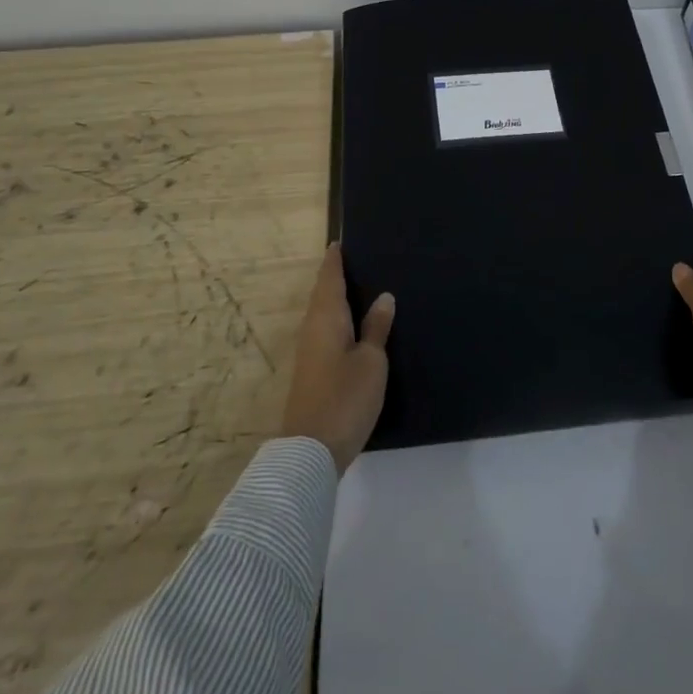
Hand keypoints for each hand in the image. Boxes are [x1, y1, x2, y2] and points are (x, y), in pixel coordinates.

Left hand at [281, 243, 394, 472]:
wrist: (311, 451)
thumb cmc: (345, 397)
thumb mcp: (371, 361)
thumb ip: (377, 328)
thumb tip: (383, 297)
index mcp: (326, 318)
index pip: (329, 278)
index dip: (334, 260)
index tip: (339, 242)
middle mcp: (312, 328)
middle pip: (322, 294)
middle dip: (335, 277)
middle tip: (357, 261)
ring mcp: (309, 352)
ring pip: (321, 314)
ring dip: (335, 299)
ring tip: (358, 288)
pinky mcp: (311, 372)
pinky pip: (323, 331)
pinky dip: (336, 320)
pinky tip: (351, 326)